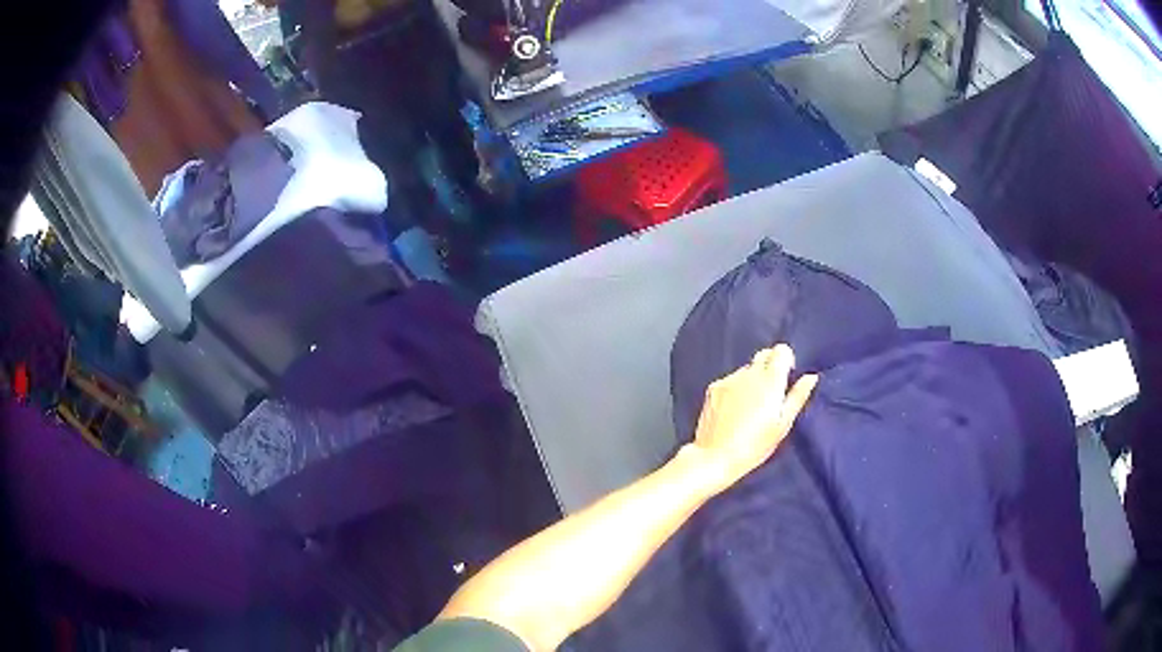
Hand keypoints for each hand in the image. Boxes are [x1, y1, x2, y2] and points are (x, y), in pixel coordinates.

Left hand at [690, 345, 817, 488]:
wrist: (715, 457)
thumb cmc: (755, 445)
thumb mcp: (782, 424)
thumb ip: (798, 396)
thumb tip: (811, 377)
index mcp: (770, 380)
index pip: (781, 349)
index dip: (786, 360)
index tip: (787, 378)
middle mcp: (749, 373)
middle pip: (763, 355)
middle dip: (770, 366)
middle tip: (771, 394)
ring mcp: (729, 379)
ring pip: (746, 369)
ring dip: (753, 380)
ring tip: (751, 407)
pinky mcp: (713, 387)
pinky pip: (731, 380)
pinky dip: (736, 388)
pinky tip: (734, 410)